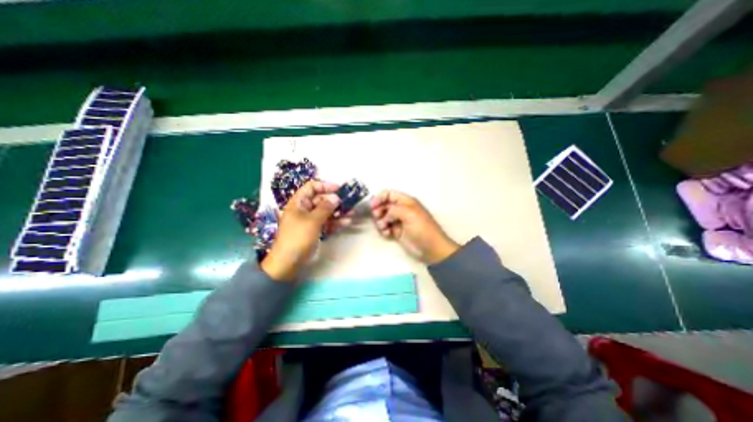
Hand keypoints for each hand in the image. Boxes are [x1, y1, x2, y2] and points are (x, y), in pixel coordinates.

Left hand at [261, 179, 351, 281]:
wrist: (289, 262)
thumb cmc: (298, 237)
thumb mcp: (312, 221)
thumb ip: (325, 207)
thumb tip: (336, 197)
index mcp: (299, 203)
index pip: (311, 187)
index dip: (325, 186)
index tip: (339, 188)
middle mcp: (304, 209)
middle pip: (321, 199)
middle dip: (335, 200)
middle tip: (348, 202)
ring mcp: (310, 220)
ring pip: (326, 212)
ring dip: (338, 212)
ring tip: (352, 212)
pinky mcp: (315, 230)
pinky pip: (327, 222)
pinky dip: (336, 222)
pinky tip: (347, 222)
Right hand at [370, 190, 458, 261]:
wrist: (430, 248)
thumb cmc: (422, 228)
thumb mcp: (409, 214)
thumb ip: (394, 209)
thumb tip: (385, 213)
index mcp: (406, 201)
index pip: (389, 194)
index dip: (379, 197)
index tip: (372, 206)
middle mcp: (401, 209)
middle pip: (383, 205)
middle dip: (378, 210)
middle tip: (378, 217)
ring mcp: (398, 221)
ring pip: (382, 216)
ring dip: (380, 221)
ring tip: (384, 227)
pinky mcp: (396, 231)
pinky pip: (384, 227)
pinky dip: (383, 229)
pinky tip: (387, 233)